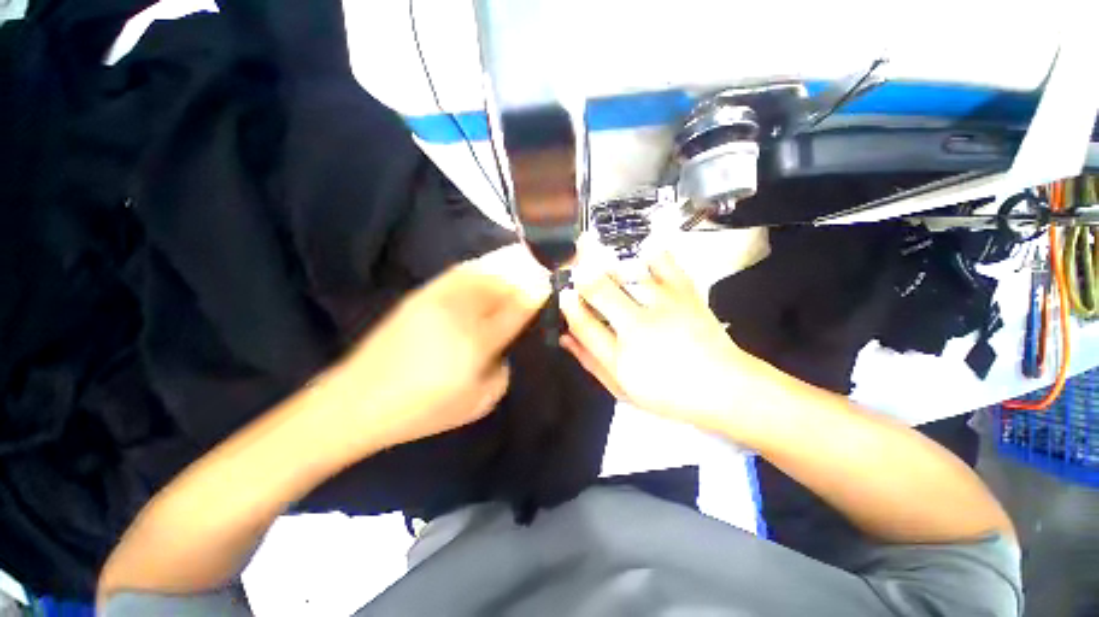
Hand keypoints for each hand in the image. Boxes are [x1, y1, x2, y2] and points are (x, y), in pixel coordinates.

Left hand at [337, 244, 549, 448]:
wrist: (359, 400)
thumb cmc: (423, 410)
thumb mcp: (478, 403)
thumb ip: (502, 370)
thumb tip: (506, 348)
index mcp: (478, 341)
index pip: (519, 307)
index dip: (538, 291)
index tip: (551, 283)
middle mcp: (461, 312)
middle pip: (502, 282)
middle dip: (526, 274)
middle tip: (539, 273)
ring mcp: (438, 299)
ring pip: (482, 271)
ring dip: (505, 266)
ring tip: (519, 264)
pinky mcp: (421, 295)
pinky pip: (458, 272)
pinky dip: (479, 267)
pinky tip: (486, 268)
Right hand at [560, 251, 766, 434]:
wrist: (725, 387)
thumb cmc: (668, 393)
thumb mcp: (622, 388)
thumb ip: (590, 361)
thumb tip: (564, 337)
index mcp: (623, 356)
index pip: (583, 323)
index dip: (568, 306)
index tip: (562, 295)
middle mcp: (641, 325)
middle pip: (600, 288)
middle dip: (582, 278)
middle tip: (579, 280)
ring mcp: (665, 304)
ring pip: (625, 272)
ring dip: (608, 270)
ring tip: (607, 274)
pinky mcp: (685, 291)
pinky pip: (664, 261)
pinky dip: (650, 255)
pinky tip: (643, 260)